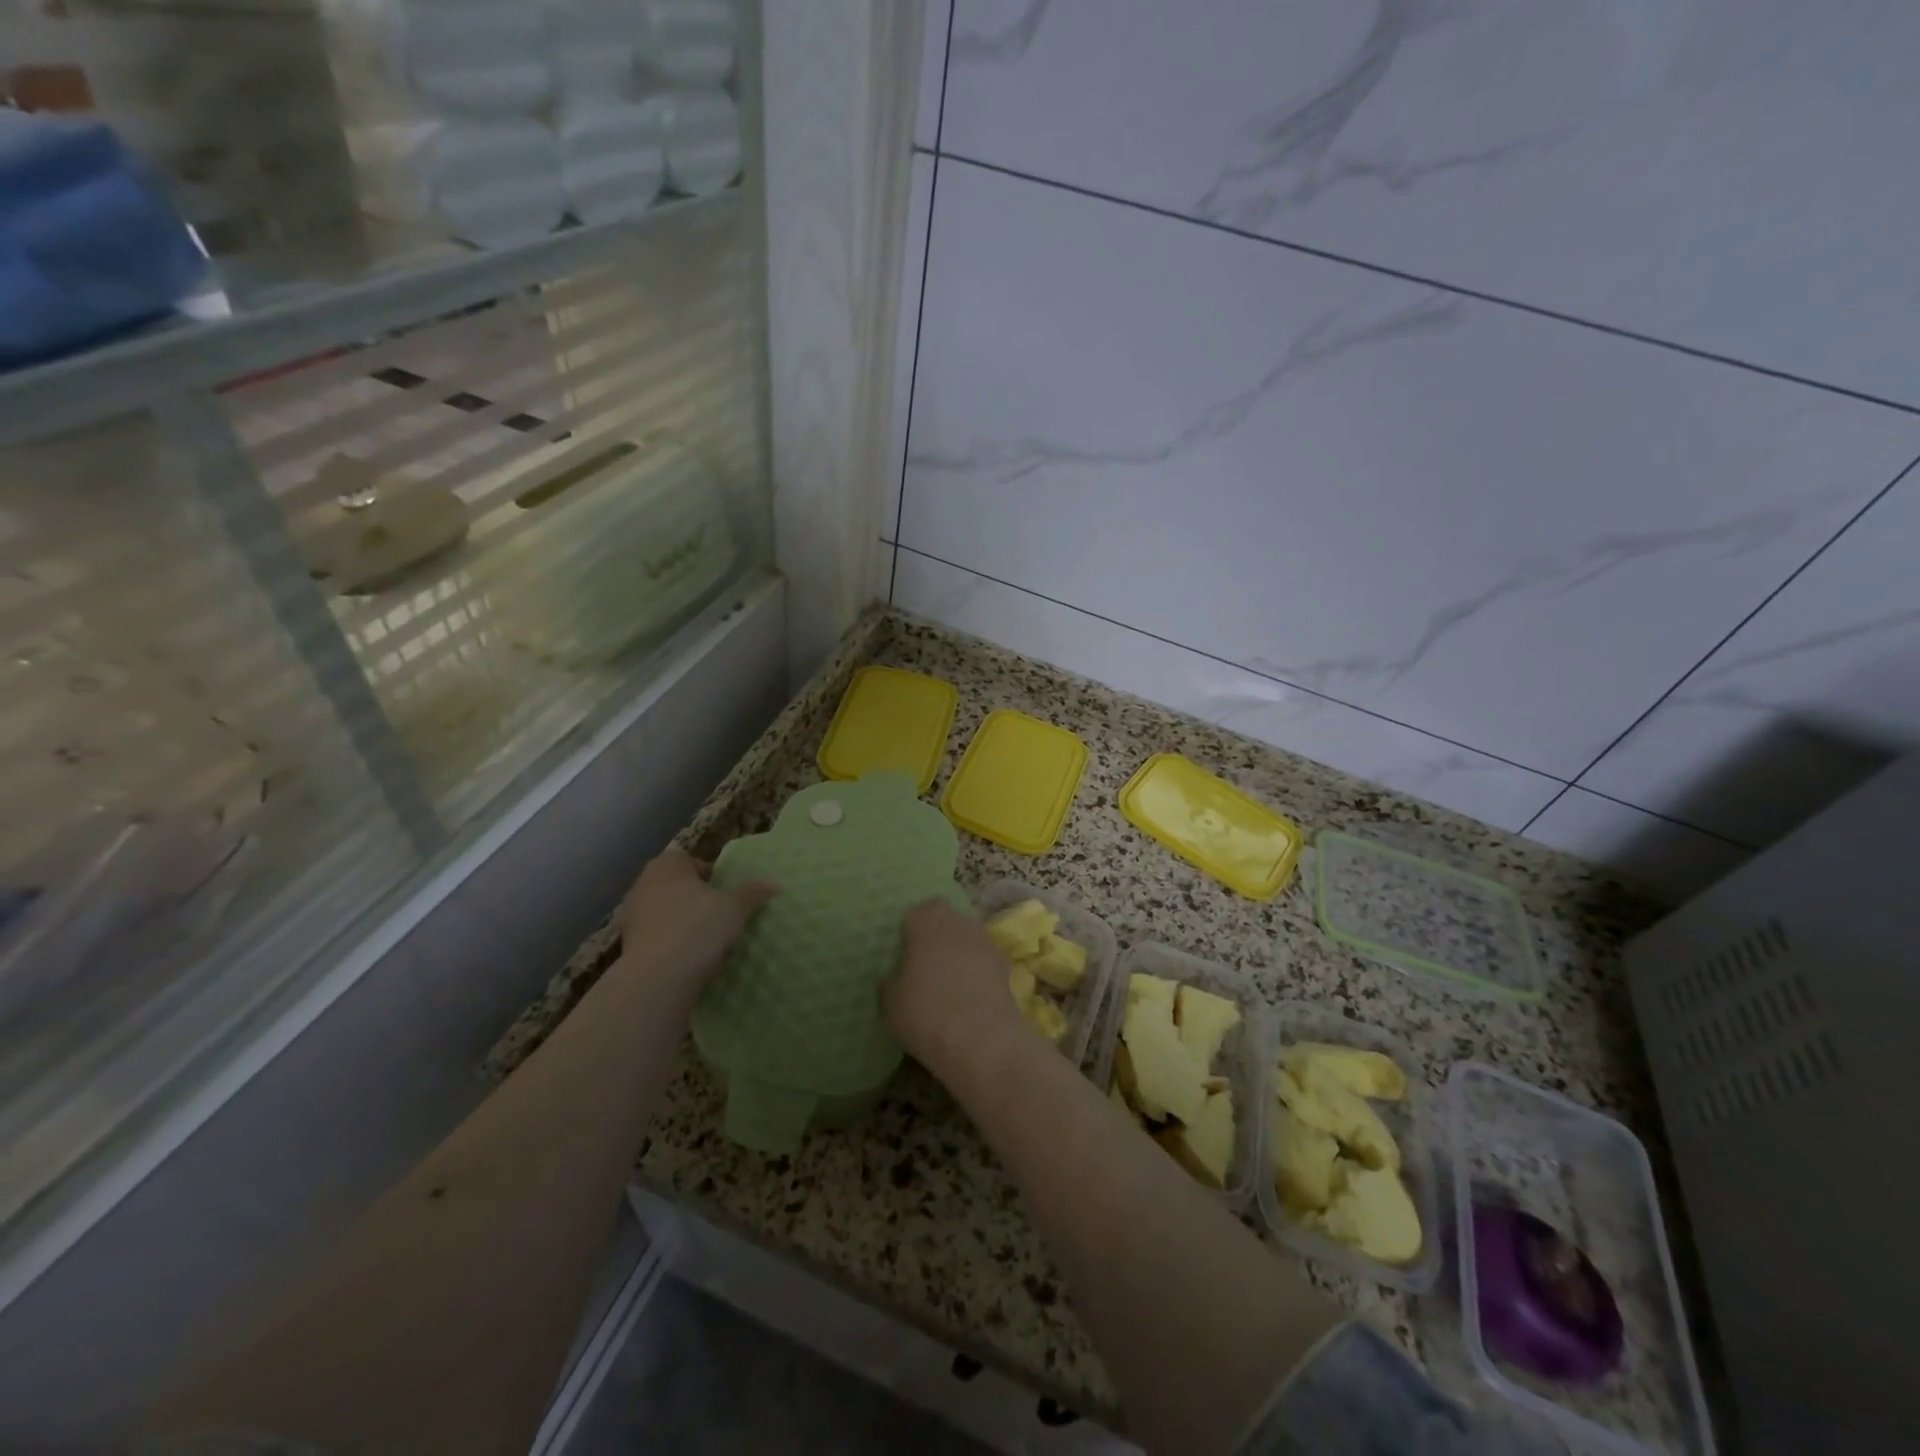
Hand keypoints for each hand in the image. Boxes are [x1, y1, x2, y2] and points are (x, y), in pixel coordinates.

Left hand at [617, 849, 775, 992]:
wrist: (658, 978)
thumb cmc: (698, 928)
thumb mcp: (735, 908)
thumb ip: (753, 893)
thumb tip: (774, 884)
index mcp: (667, 865)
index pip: (690, 860)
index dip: (709, 874)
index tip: (725, 892)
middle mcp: (644, 884)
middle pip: (676, 885)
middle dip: (695, 898)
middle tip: (719, 913)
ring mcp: (632, 916)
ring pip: (665, 912)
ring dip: (682, 921)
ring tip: (707, 939)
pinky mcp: (628, 945)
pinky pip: (656, 936)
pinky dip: (671, 943)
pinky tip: (689, 958)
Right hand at [885, 900, 1027, 1074]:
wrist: (981, 1041)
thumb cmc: (926, 1012)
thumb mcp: (890, 1001)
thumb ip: (892, 980)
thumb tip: (898, 977)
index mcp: (927, 920)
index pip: (916, 913)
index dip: (910, 931)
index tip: (903, 953)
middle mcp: (960, 921)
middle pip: (946, 922)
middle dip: (936, 939)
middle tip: (924, 967)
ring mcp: (987, 942)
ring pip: (967, 942)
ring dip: (959, 956)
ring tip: (947, 986)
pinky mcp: (1006, 967)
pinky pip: (983, 964)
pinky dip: (976, 975)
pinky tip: (968, 999)